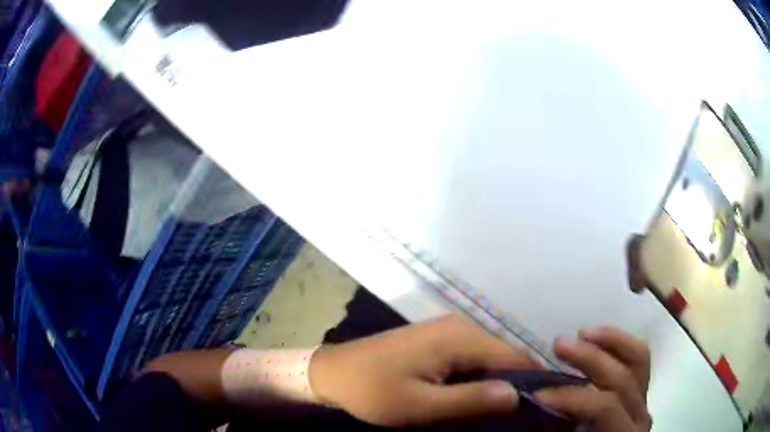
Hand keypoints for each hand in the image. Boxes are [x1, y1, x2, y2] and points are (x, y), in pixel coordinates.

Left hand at [308, 315, 538, 426]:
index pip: (514, 356)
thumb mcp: (422, 405)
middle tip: (517, 414)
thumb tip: (518, 394)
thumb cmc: (372, 392)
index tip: (541, 405)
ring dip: (493, 382)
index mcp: (459, 337)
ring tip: (495, 410)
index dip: (531, 381)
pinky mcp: (434, 341)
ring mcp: (445, 331)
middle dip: (512, 383)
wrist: (330, 374)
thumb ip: (472, 399)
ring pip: (486, 358)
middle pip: (502, 355)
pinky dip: (475, 377)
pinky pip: (468, 358)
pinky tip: (470, 396)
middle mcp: (459, 326)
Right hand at [535, 327, 651, 431]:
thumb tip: (534, 396)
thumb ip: (556, 425)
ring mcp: (644, 399)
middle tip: (559, 345)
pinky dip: (619, 345)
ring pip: (638, 359)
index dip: (572, 397)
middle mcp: (640, 414)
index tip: (539, 392)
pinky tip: (599, 339)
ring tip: (583, 333)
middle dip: (590, 358)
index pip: (604, 407)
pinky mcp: (640, 391)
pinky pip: (636, 359)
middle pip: (622, 377)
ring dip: (610, 341)